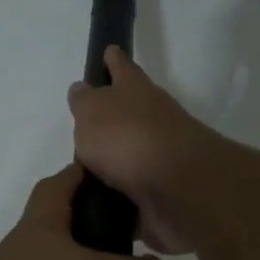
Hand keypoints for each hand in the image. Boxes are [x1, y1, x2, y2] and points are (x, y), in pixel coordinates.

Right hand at [68, 47, 224, 253]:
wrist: (177, 188)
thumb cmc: (127, 138)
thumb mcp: (92, 112)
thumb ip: (84, 101)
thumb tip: (83, 90)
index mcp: (135, 91)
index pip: (121, 67)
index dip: (113, 60)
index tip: (108, 51)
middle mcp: (152, 118)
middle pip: (129, 113)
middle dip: (110, 119)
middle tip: (84, 130)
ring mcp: (160, 156)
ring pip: (130, 154)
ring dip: (113, 164)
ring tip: (82, 176)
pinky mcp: (162, 192)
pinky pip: (133, 193)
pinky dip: (119, 199)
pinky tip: (98, 207)